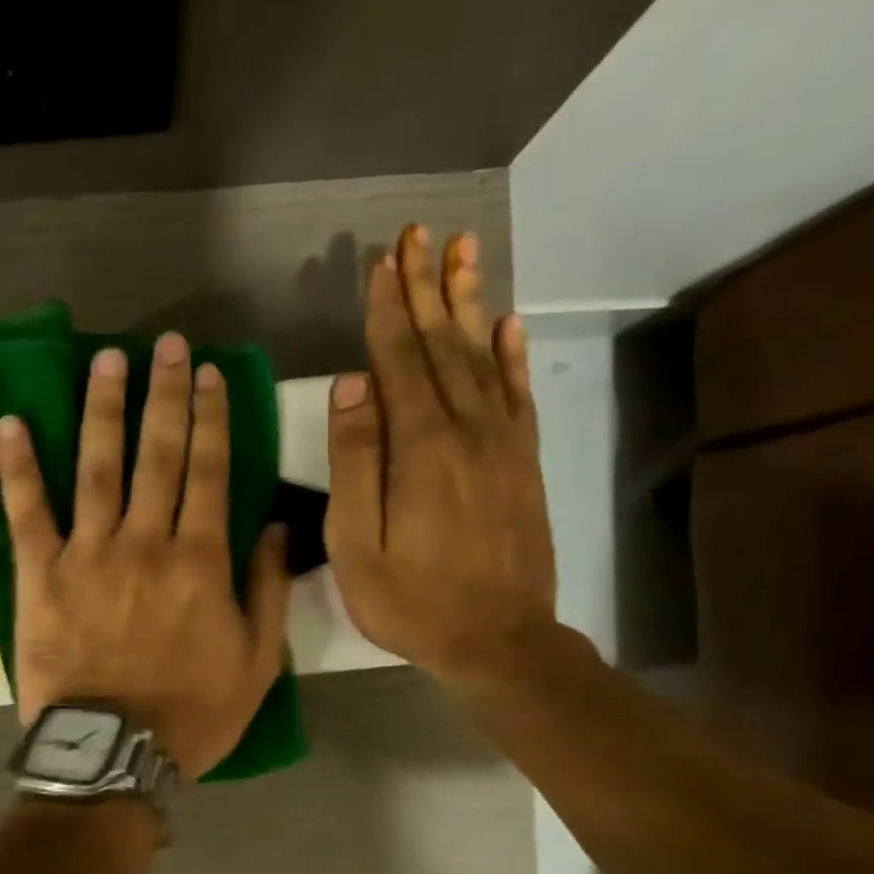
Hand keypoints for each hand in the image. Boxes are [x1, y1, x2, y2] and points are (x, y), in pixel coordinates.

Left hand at [0, 332, 290, 777]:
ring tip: (106, 361)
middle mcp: (145, 543)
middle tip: (166, 345)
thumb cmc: (192, 713)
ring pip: (97, 468)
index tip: (209, 374)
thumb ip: (269, 590)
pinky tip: (11, 423)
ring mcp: (88, 555)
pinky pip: (27, 512)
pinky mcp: (40, 576)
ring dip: (102, 410)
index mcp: (200, 561)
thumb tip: (278, 527)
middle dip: (164, 395)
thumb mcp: (257, 662)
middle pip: (157, 455)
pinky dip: (18, 467)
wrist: (115, 754)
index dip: (211, 417)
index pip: (209, 472)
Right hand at [324, 226, 555, 688]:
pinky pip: (517, 394)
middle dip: (427, 287)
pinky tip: (506, 324)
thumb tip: (350, 386)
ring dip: (469, 303)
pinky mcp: (523, 463)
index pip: (399, 361)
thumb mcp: (355, 544)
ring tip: (464, 252)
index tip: (381, 261)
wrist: (498, 640)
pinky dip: (511, 354)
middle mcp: (467, 429)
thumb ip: (353, 461)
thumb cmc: (411, 600)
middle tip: (422, 233)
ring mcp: (502, 444)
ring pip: (482, 357)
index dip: (387, 310)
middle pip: (443, 345)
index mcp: (420, 447)